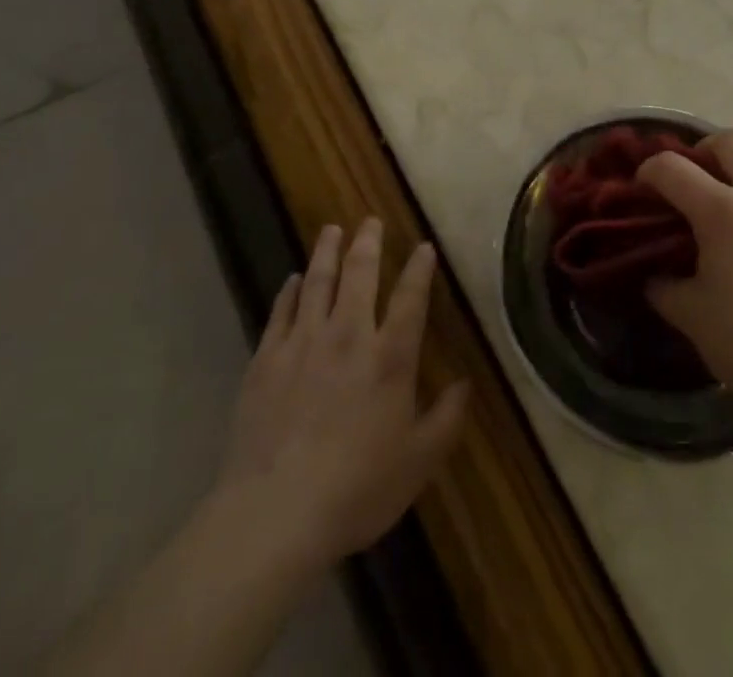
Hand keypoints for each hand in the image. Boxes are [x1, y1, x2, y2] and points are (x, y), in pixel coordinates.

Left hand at [217, 220, 468, 569]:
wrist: (276, 511)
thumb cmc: (357, 488)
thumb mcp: (418, 462)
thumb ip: (446, 419)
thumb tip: (466, 384)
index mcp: (389, 357)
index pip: (410, 299)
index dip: (419, 269)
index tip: (423, 246)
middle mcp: (348, 336)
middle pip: (360, 275)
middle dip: (368, 243)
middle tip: (370, 220)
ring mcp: (303, 343)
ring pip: (317, 282)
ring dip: (326, 252)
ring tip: (332, 230)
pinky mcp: (267, 359)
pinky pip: (281, 312)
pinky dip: (289, 292)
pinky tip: (292, 280)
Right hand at [640, 132, 732, 417]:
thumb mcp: (690, 314)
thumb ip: (662, 283)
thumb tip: (654, 272)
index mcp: (724, 210)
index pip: (672, 167)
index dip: (648, 172)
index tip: (641, 191)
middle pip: (729, 141)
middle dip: (702, 152)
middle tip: (690, 185)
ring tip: (726, 222)